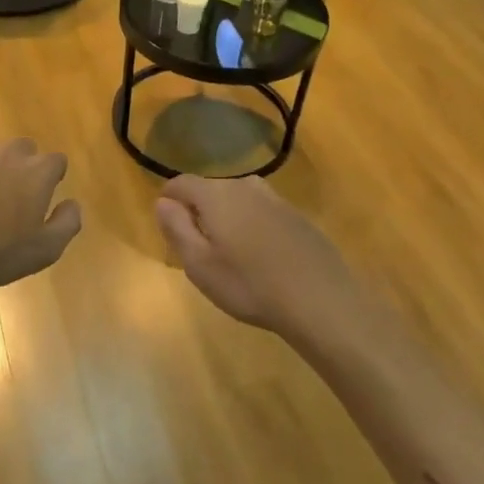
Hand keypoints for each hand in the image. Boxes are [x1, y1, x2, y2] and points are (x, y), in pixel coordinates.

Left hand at [0, 141, 82, 300]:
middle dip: (23, 165)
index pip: (56, 160)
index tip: (45, 194)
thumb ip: (68, 222)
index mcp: (37, 173)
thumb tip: (72, 203)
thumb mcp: (47, 250)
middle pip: (23, 148)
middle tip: (14, 195)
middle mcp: (9, 154)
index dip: (53, 176)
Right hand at [154, 175, 360, 333]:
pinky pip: (262, 212)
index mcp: (216, 195)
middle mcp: (245, 186)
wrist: (320, 301)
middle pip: (210, 189)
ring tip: (229, 252)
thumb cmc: (249, 285)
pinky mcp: (298, 217)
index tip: (167, 224)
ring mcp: (275, 199)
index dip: (169, 199)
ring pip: (238, 199)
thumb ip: (176, 228)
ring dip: (227, 217)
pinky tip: (260, 257)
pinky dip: (253, 226)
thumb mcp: (199, 264)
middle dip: (198, 210)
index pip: (182, 183)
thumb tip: (163, 201)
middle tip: (197, 246)